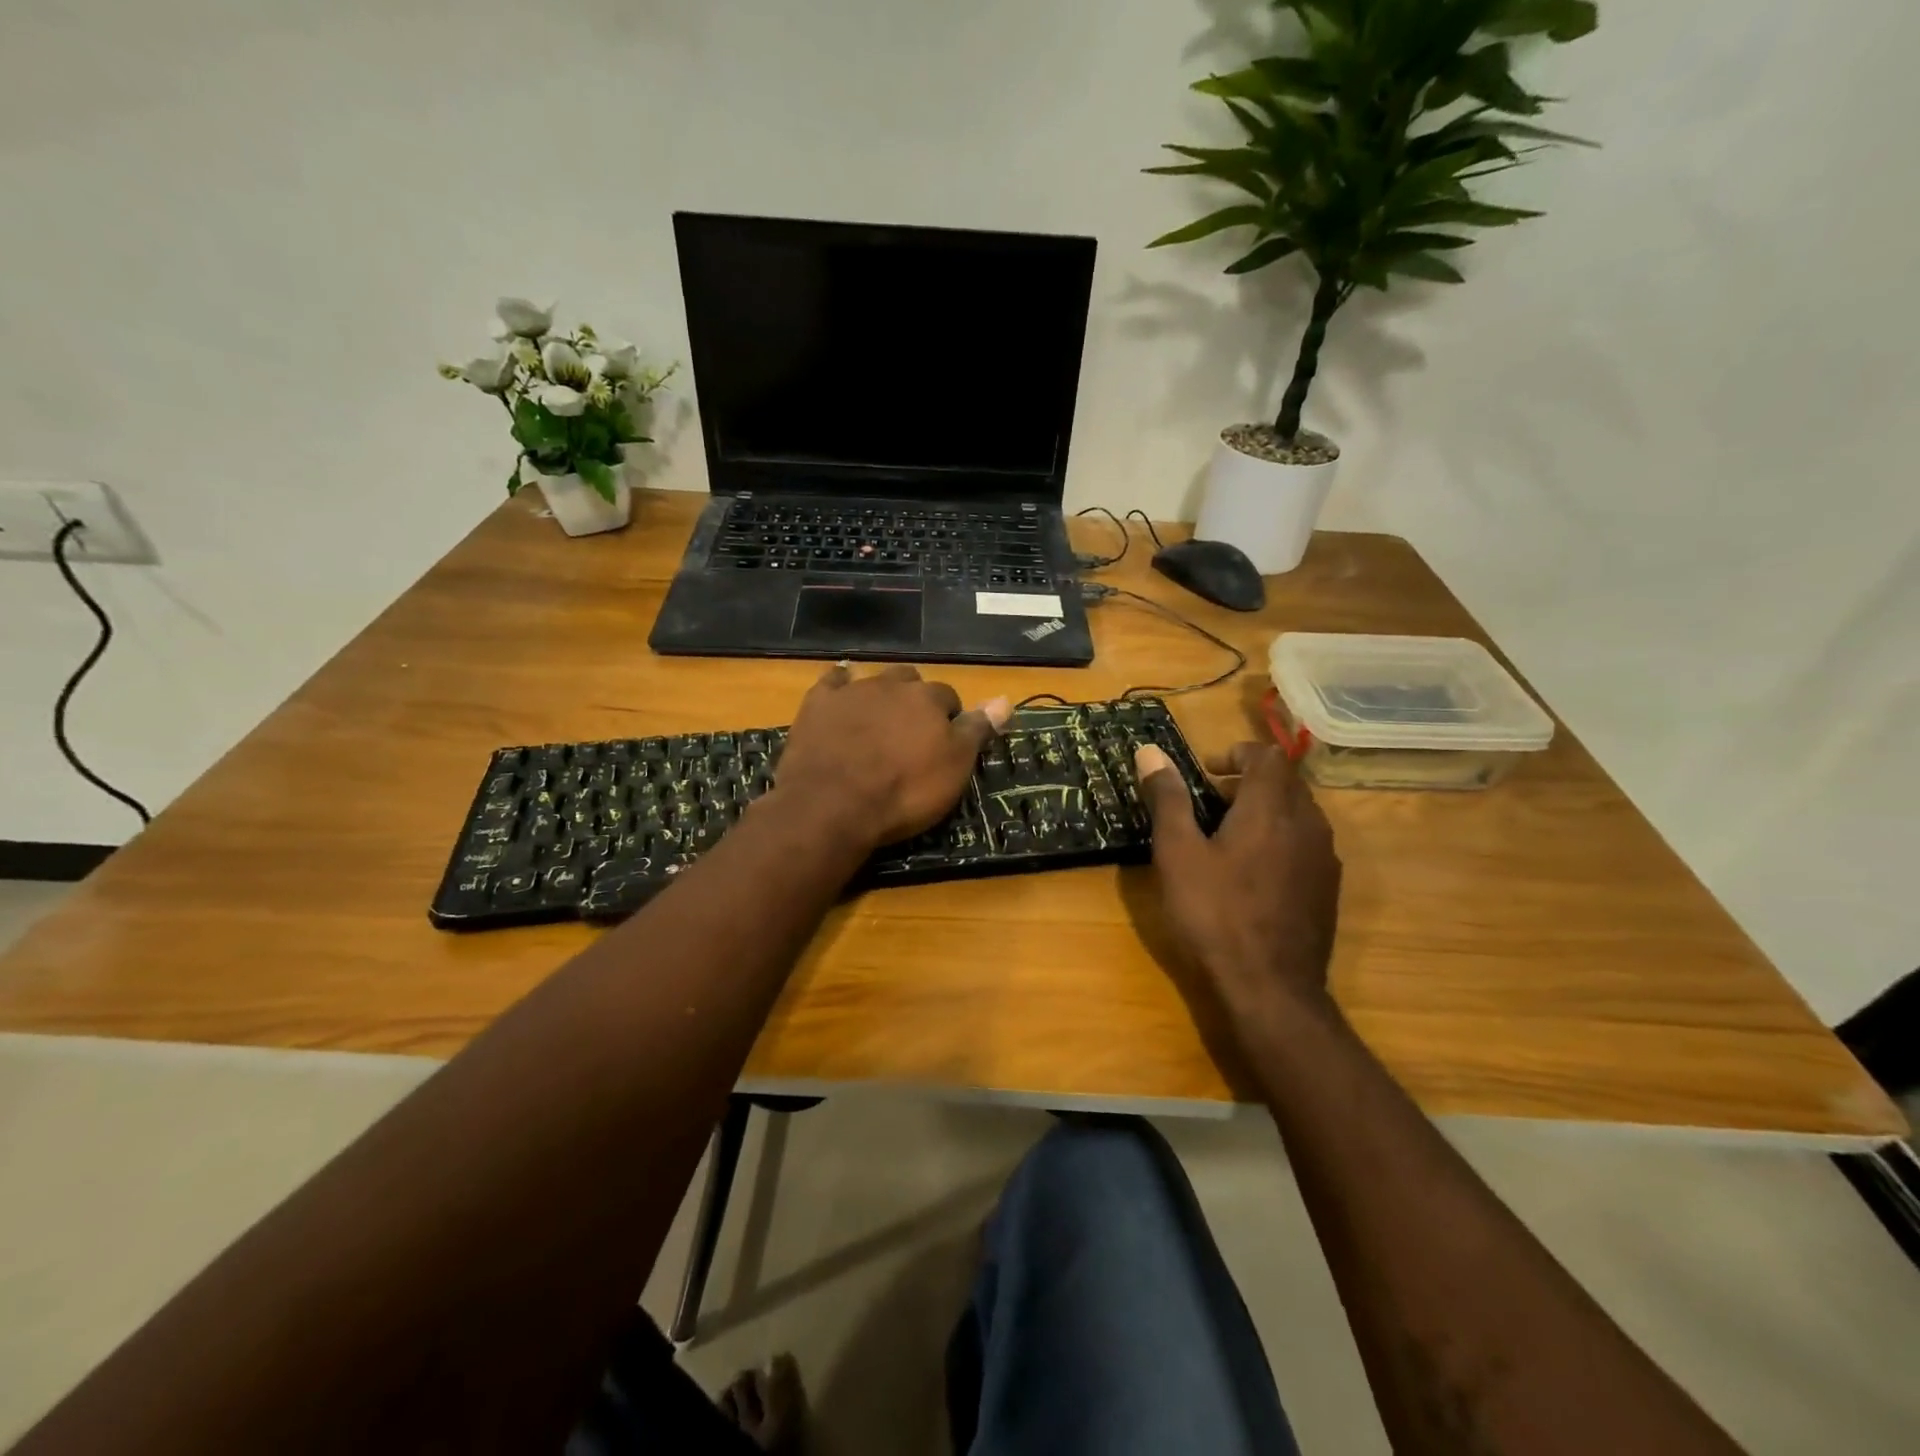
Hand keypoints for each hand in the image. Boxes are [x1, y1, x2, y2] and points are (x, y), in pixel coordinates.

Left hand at [774, 664, 1010, 851]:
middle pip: (910, 683)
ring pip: (873, 681)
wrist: (833, 805)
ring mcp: (851, 692)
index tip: (945, 742)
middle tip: (911, 732)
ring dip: (880, 695)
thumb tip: (1006, 698)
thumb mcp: (954, 767)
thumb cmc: (904, 791)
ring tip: (879, 722)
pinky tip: (840, 691)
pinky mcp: (817, 705)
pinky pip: (832, 682)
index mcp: (928, 699)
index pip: (948, 698)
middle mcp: (891, 685)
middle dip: (914, 700)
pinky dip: (839, 685)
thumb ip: (977, 730)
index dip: (949, 718)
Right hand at [1135, 740, 1341, 1020]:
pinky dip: (1278, 838)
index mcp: (1272, 808)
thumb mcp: (1178, 854)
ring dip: (1263, 810)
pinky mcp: (1327, 889)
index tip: (1206, 770)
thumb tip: (1150, 751)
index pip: (1266, 755)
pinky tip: (1250, 873)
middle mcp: (1308, 824)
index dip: (1236, 752)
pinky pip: (1304, 843)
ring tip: (1225, 836)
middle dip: (1246, 781)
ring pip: (1297, 813)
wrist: (1270, 989)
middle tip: (1206, 803)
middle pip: (1284, 782)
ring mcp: (1324, 858)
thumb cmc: (1215, 914)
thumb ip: (1168, 798)